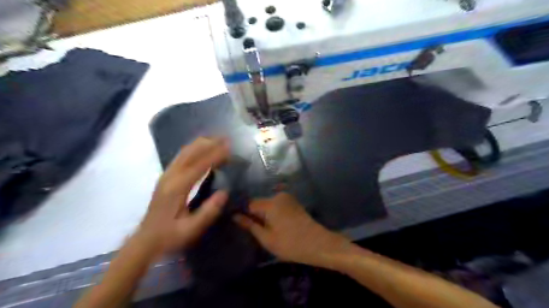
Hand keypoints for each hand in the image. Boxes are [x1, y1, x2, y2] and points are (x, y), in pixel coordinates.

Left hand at [137, 139, 231, 255]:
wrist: (145, 240)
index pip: (199, 165)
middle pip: (190, 153)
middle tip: (226, 139)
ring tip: (217, 140)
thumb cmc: (169, 236)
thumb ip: (208, 212)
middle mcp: (170, 177)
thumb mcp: (191, 229)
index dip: (215, 155)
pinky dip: (194, 149)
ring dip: (201, 144)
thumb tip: (224, 192)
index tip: (229, 148)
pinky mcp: (166, 177)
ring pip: (184, 152)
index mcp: (177, 188)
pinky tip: (202, 148)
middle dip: (209, 143)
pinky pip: (181, 156)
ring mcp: (166, 175)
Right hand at [234, 192, 348, 266]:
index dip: (242, 213)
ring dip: (264, 214)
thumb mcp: (267, 238)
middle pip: (259, 203)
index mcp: (270, 203)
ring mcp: (288, 198)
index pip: (249, 203)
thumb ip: (249, 225)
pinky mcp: (293, 202)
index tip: (237, 222)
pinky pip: (277, 205)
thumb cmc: (290, 244)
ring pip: (268, 204)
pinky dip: (273, 213)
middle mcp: (278, 195)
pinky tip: (274, 224)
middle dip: (254, 214)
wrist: (318, 244)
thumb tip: (234, 216)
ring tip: (263, 228)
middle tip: (251, 229)